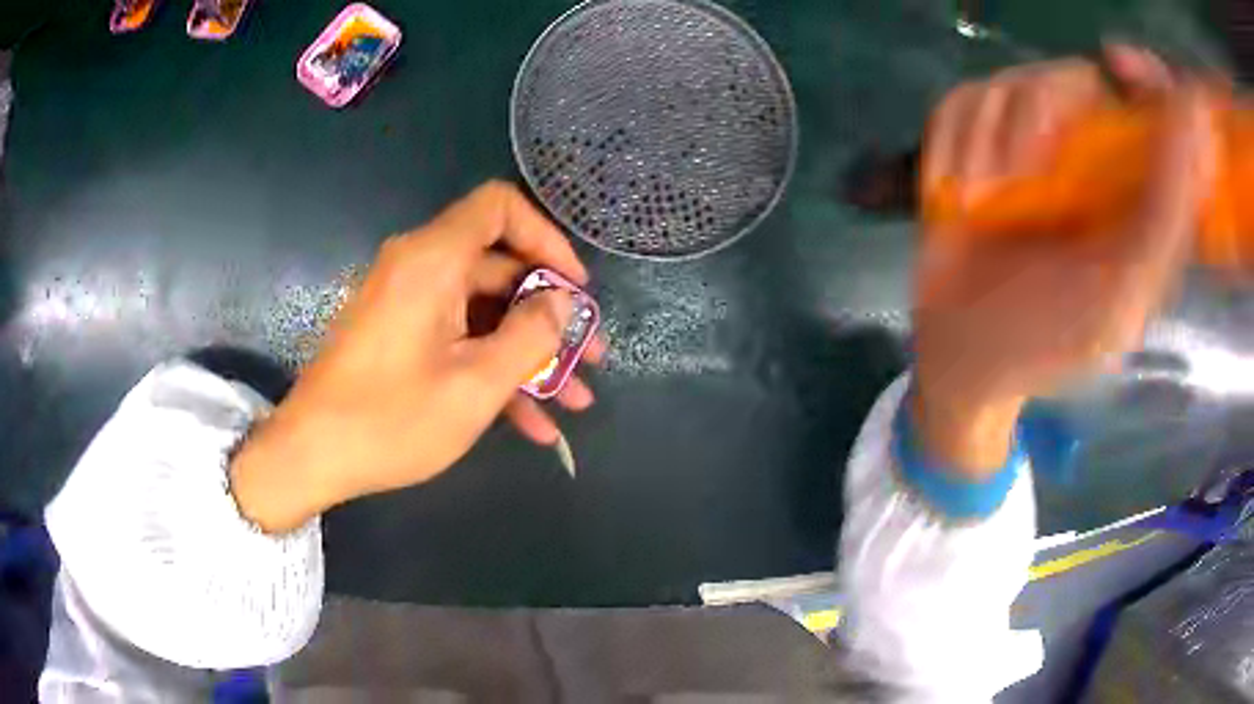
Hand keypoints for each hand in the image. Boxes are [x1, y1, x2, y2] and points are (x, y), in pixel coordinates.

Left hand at [230, 181, 603, 531]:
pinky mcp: (401, 336)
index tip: (574, 288)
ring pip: (484, 313)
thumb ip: (529, 336)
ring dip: (529, 355)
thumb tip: (560, 303)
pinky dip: (493, 370)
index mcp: (433, 260)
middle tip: (589, 358)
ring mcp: (409, 305)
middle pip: (500, 268)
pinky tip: (532, 423)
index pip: (499, 207)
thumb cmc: (390, 419)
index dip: (546, 238)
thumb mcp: (474, 384)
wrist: (312, 455)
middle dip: (550, 316)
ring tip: (574, 401)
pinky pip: (458, 338)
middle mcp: (420, 268)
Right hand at [914, 46, 1216, 475]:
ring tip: (979, 204)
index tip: (1120, 67)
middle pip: (1072, 79)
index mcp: (1133, 195)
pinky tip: (953, 195)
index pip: (1149, 110)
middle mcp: (1087, 156)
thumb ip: (1164, 221)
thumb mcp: (1120, 296)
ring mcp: (1028, 142)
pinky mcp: (977, 138)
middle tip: (1020, 177)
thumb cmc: (1047, 338)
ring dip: (985, 141)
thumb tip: (1190, 131)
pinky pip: (960, 101)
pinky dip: (950, 143)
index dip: (1142, 78)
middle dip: (1038, 116)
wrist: (962, 350)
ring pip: (1010, 83)